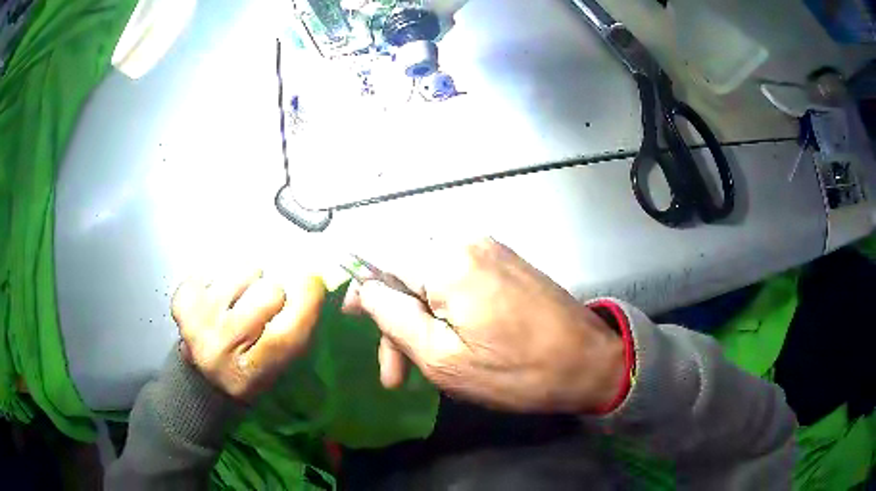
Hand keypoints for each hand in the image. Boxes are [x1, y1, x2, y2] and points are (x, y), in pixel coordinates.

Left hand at [172, 270, 325, 401]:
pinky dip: (221, 277)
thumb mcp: (278, 369)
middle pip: (268, 294)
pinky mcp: (182, 302)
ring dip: (249, 281)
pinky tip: (218, 296)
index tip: (314, 281)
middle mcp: (221, 350)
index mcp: (252, 375)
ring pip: (242, 273)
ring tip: (240, 299)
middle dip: (276, 292)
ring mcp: (197, 323)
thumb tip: (315, 284)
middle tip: (268, 303)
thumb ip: (295, 335)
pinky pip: (215, 269)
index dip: (307, 301)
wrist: (200, 381)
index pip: (287, 334)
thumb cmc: (248, 373)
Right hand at [343, 239, 625, 413]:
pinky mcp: (503, 263)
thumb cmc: (517, 371)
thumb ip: (394, 318)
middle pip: (405, 270)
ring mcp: (488, 249)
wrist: (590, 362)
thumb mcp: (443, 358)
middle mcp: (465, 241)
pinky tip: (447, 344)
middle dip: (394, 319)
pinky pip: (456, 280)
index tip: (351, 318)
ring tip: (417, 368)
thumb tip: (365, 289)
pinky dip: (443, 311)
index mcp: (446, 260)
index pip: (381, 255)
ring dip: (419, 321)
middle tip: (393, 371)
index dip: (360, 285)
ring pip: (430, 279)